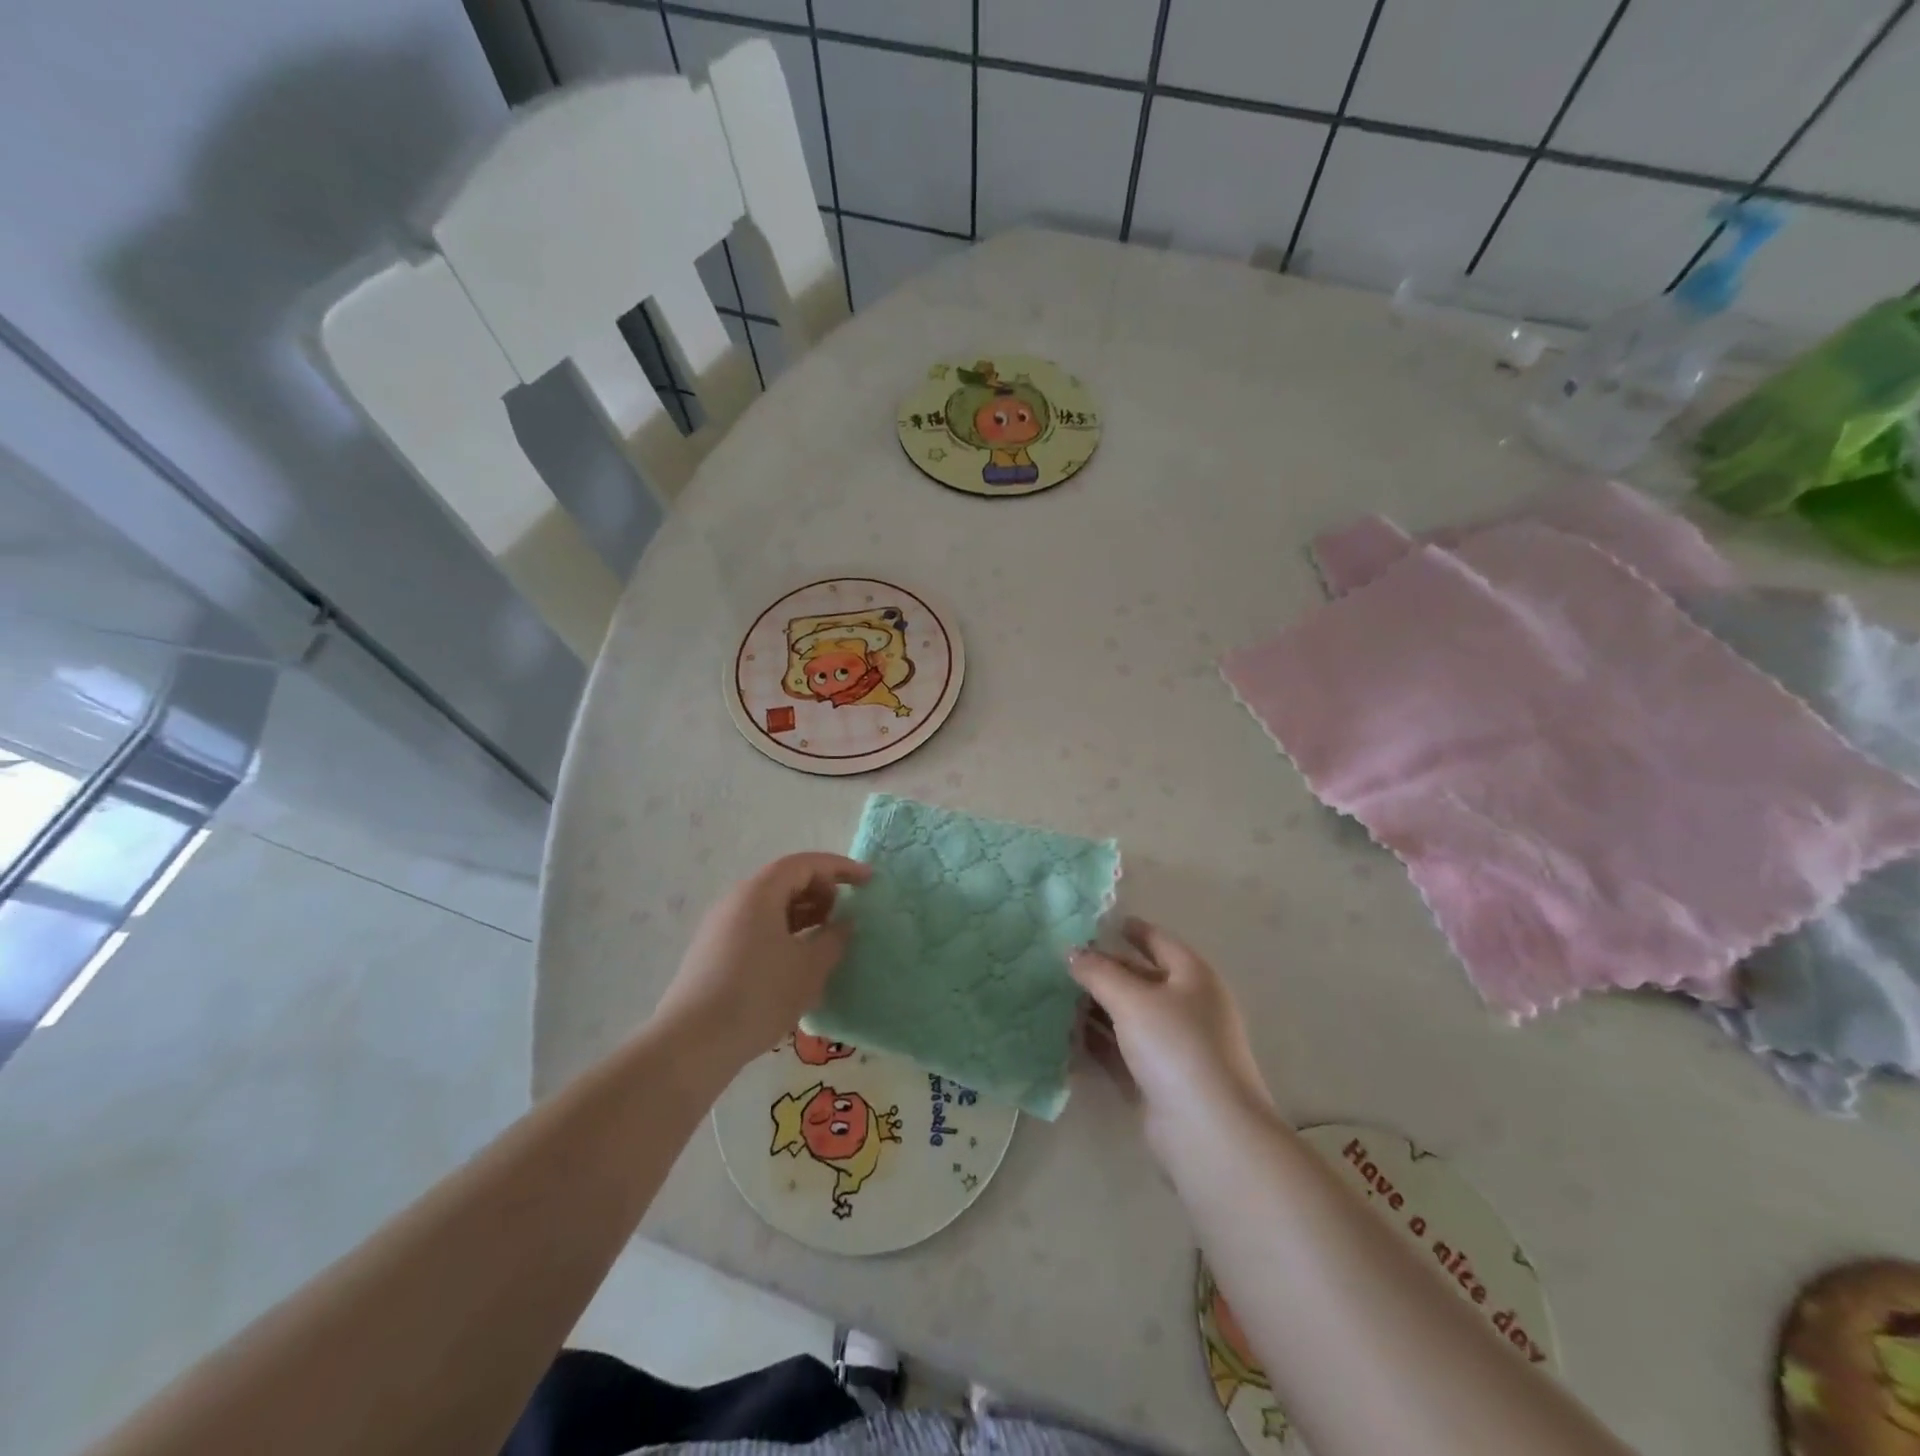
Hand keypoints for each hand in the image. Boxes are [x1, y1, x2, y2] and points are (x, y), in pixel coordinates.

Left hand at [652, 853, 871, 1073]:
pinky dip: (784, 934)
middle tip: (844, 917)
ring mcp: (721, 928)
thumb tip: (844, 923)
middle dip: (821, 892)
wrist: (693, 1044)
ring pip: (771, 907)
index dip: (840, 868)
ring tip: (826, 942)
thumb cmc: (759, 995)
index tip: (868, 881)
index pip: (805, 864)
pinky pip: (758, 929)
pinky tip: (797, 965)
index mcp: (759, 892)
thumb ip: (834, 938)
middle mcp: (736, 901)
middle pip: (786, 881)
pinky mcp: (714, 954)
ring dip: (804, 916)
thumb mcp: (809, 967)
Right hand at [1069, 919, 1273, 1156]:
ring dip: (1094, 1007)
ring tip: (1053, 995)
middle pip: (1140, 979)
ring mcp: (1172, 1047)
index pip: (1159, 942)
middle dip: (1103, 970)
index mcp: (1193, 977)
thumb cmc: (1176, 1047)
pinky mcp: (1156, 1081)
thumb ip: (1098, 972)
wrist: (1207, 1132)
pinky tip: (1063, 1035)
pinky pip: (1120, 1051)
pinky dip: (1096, 1042)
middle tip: (1061, 962)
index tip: (1099, 923)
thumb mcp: (1132, 999)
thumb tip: (1071, 952)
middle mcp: (1186, 1008)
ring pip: (1127, 1017)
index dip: (1132, 930)